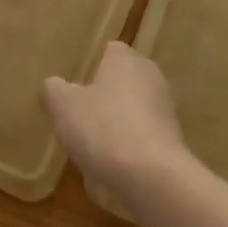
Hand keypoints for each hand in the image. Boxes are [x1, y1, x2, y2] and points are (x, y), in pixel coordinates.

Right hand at [44, 42, 191, 212]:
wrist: (152, 176)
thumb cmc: (103, 128)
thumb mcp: (64, 106)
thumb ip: (55, 90)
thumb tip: (54, 85)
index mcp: (125, 59)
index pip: (109, 51)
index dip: (91, 67)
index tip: (75, 87)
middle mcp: (150, 75)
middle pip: (123, 80)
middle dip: (104, 96)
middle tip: (80, 116)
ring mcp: (166, 108)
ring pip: (133, 109)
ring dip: (117, 123)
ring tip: (93, 146)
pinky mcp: (173, 139)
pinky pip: (143, 136)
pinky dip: (129, 147)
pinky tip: (112, 167)